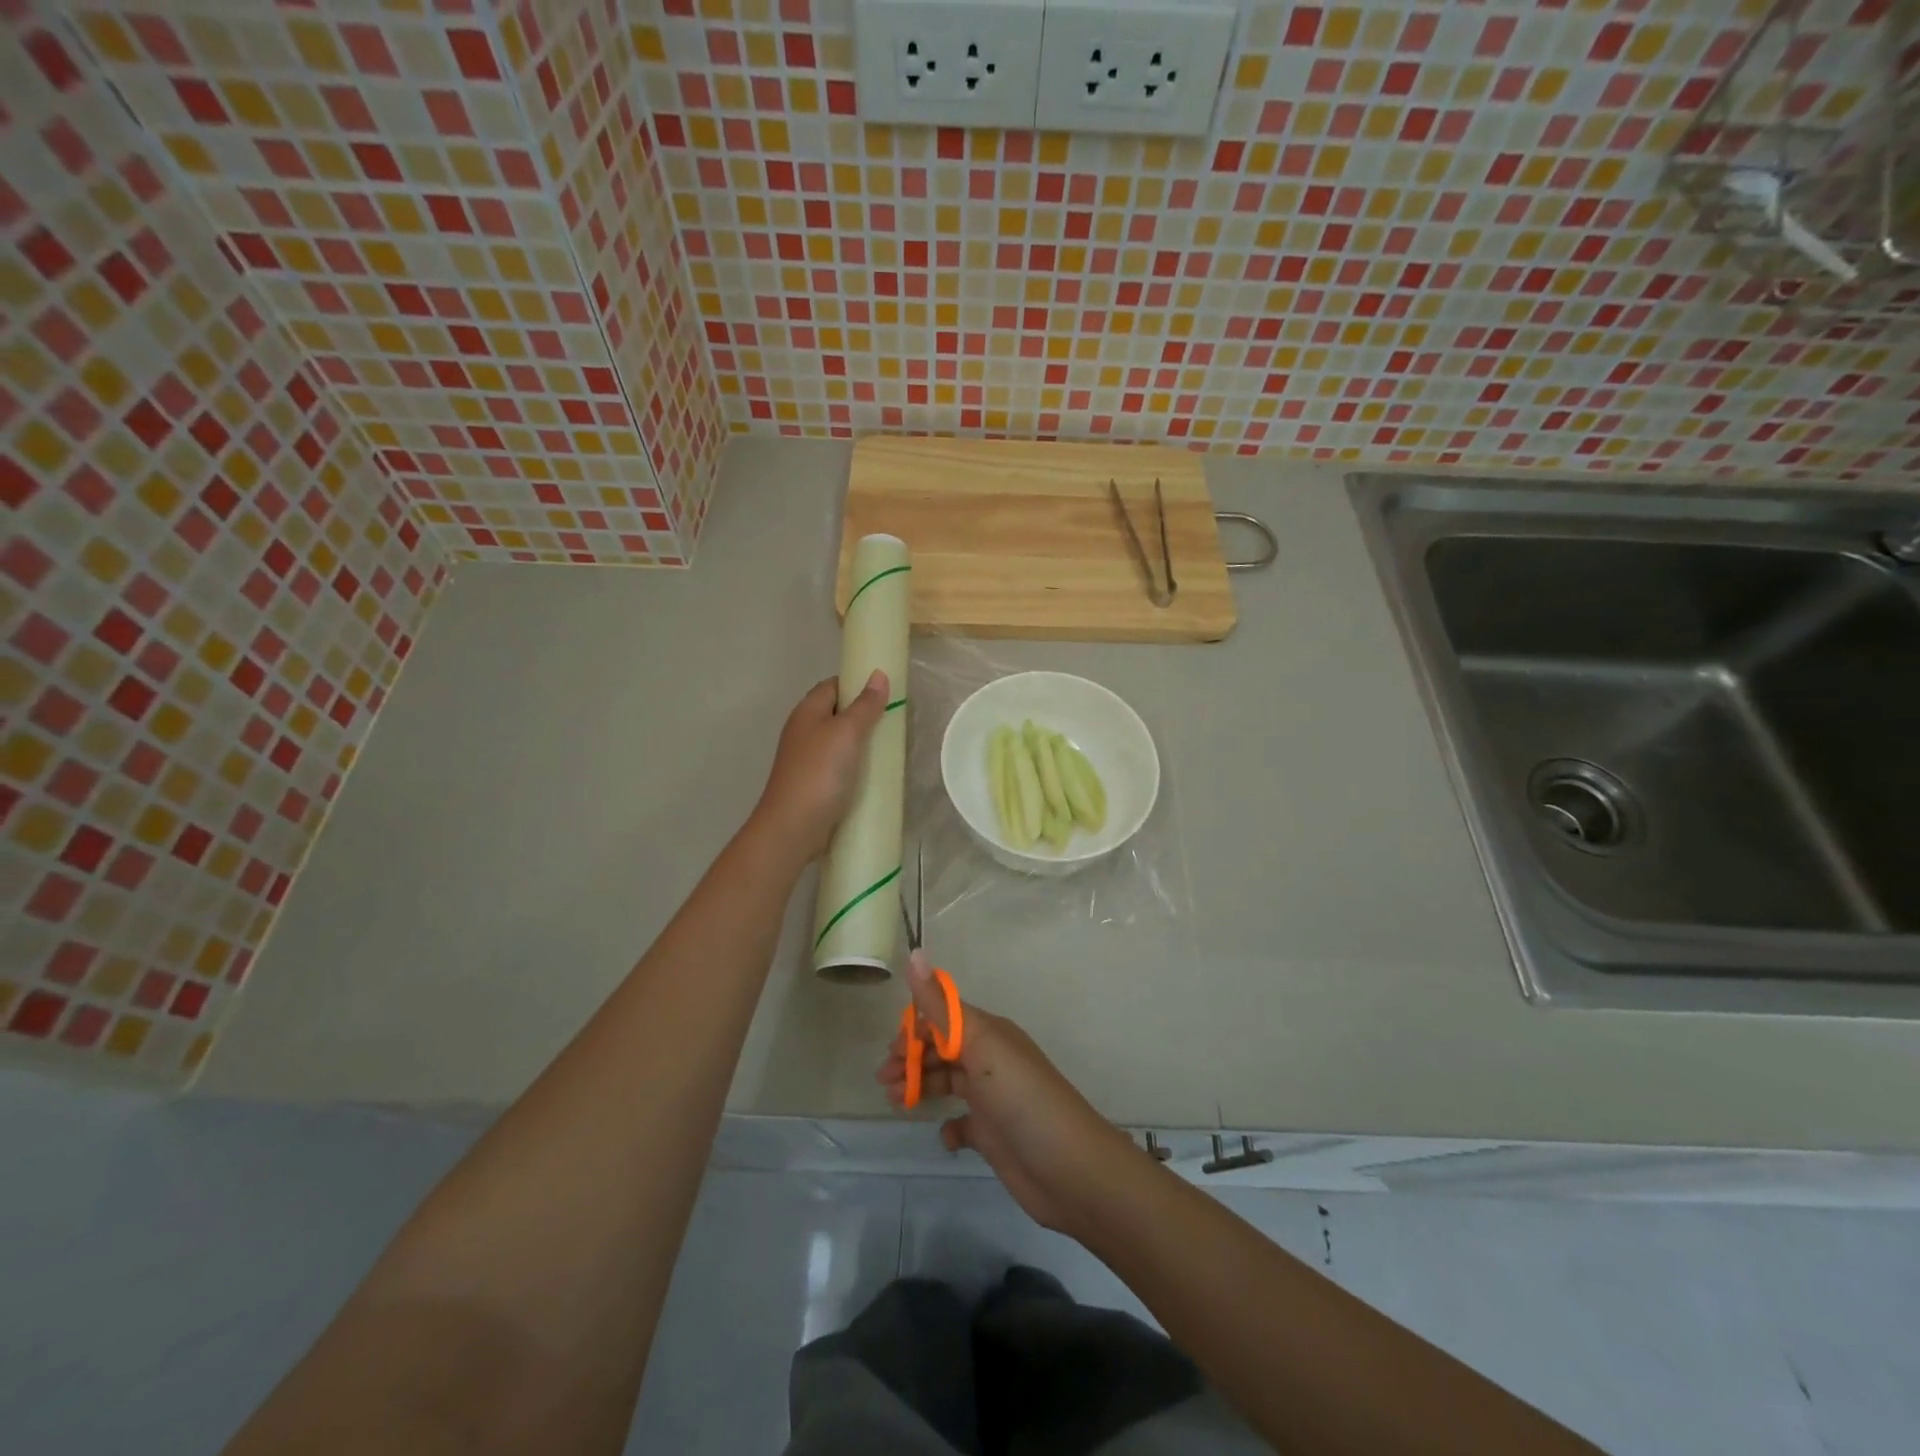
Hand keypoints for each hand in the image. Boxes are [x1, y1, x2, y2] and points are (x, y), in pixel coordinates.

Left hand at [752, 671, 889, 860]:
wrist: (793, 827)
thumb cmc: (819, 772)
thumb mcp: (846, 732)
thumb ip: (864, 705)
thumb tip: (878, 675)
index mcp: (807, 712)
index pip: (833, 686)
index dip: (857, 683)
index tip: (886, 690)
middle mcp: (804, 732)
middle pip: (837, 713)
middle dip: (865, 715)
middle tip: (896, 720)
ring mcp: (808, 760)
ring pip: (839, 742)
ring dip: (863, 743)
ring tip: (892, 746)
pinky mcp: (815, 784)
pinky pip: (840, 767)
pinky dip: (857, 767)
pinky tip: (875, 775)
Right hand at [879, 953, 1137, 1236]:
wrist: (1069, 1169)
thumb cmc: (1021, 1098)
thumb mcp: (980, 1045)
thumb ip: (942, 1006)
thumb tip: (915, 952)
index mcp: (989, 1033)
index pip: (945, 1017)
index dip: (916, 1028)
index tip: (892, 1049)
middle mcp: (990, 1059)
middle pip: (942, 1049)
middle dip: (912, 1058)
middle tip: (884, 1079)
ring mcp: (992, 1098)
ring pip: (948, 1082)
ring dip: (921, 1086)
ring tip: (896, 1101)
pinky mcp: (994, 1135)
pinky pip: (962, 1124)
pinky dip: (949, 1127)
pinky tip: (946, 1135)